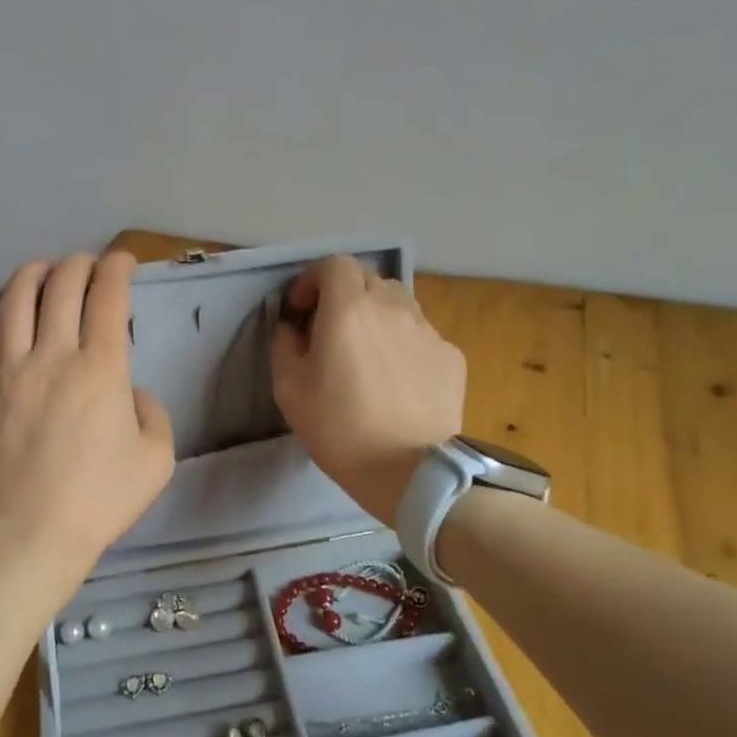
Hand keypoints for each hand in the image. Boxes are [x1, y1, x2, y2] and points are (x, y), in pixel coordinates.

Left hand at [0, 251, 174, 575]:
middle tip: (87, 265)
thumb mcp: (157, 459)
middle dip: (79, 264)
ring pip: (14, 301)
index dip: (118, 268)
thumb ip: (152, 414)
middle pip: (61, 286)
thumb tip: (130, 394)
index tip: (123, 261)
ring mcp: (9, 372)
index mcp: (101, 368)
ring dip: (32, 275)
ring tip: (42, 272)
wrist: (32, 534)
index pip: (109, 297)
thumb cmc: (101, 499)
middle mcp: (53, 356)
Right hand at [270, 256, 464, 525]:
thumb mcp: (289, 389)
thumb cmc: (339, 429)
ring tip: (367, 353)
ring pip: (398, 304)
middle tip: (331, 329)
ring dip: (376, 315)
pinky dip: (403, 344)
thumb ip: (285, 345)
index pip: (334, 264)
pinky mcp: (451, 356)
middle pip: (368, 279)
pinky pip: (420, 335)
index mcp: (349, 309)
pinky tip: (397, 380)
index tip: (302, 308)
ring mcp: (427, 330)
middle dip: (344, 294)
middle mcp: (392, 307)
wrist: (410, 471)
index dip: (313, 279)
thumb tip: (293, 328)